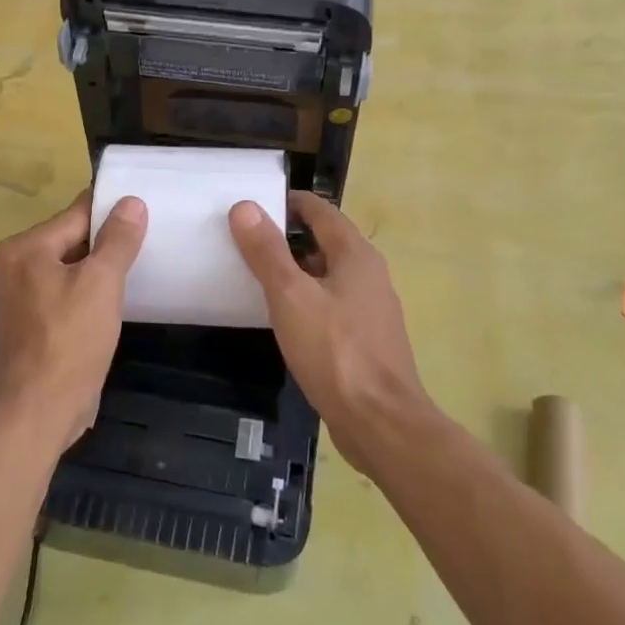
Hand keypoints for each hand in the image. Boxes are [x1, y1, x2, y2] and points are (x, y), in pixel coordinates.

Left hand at [0, 191, 146, 453]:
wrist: (37, 412)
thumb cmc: (70, 341)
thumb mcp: (102, 283)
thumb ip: (118, 239)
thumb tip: (131, 202)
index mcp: (24, 248)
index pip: (77, 215)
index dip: (113, 213)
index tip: (144, 213)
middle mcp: (11, 267)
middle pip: (69, 242)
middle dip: (105, 245)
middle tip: (146, 246)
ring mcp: (14, 300)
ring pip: (66, 271)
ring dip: (95, 274)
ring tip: (133, 275)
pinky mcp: (23, 328)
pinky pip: (59, 297)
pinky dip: (82, 297)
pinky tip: (107, 308)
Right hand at [229, 191, 431, 476]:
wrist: (380, 421)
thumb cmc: (334, 351)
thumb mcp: (290, 296)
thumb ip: (266, 251)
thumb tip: (245, 206)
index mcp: (356, 255)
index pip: (321, 211)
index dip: (289, 203)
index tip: (254, 205)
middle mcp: (369, 274)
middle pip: (326, 241)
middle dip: (288, 236)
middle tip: (247, 240)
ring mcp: (371, 309)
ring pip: (329, 275)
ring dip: (297, 270)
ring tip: (257, 275)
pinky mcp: (365, 339)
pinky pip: (332, 304)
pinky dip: (307, 299)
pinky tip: (284, 317)